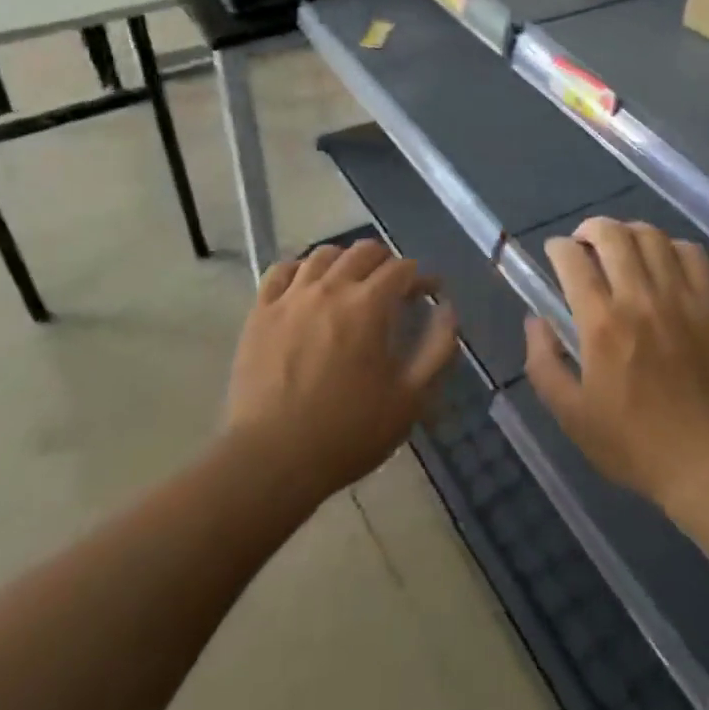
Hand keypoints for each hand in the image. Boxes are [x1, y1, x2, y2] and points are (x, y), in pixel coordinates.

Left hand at [226, 240, 456, 502]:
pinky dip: (302, 269)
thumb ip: (438, 348)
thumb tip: (448, 309)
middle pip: (364, 250)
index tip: (430, 293)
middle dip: (387, 261)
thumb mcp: (410, 399)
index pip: (402, 268)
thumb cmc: (348, 432)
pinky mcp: (260, 313)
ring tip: (352, 282)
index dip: (422, 277)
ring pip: (323, 254)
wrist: (272, 459)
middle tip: (394, 285)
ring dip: (346, 260)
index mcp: (369, 305)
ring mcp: (290, 298)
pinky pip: (282, 271)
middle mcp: (330, 289)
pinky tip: (308, 286)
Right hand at [525, 219, 708, 511]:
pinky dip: (672, 247)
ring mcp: (682, 297)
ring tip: (623, 247)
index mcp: (602, 324)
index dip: (559, 247)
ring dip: (629, 232)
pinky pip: (692, 253)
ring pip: (652, 236)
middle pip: (613, 234)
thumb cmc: (636, 443)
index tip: (556, 253)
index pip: (573, 260)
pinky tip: (665, 262)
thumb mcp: (572, 416)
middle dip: (591, 228)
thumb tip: (535, 320)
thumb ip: (543, 364)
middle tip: (585, 242)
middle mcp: (641, 298)